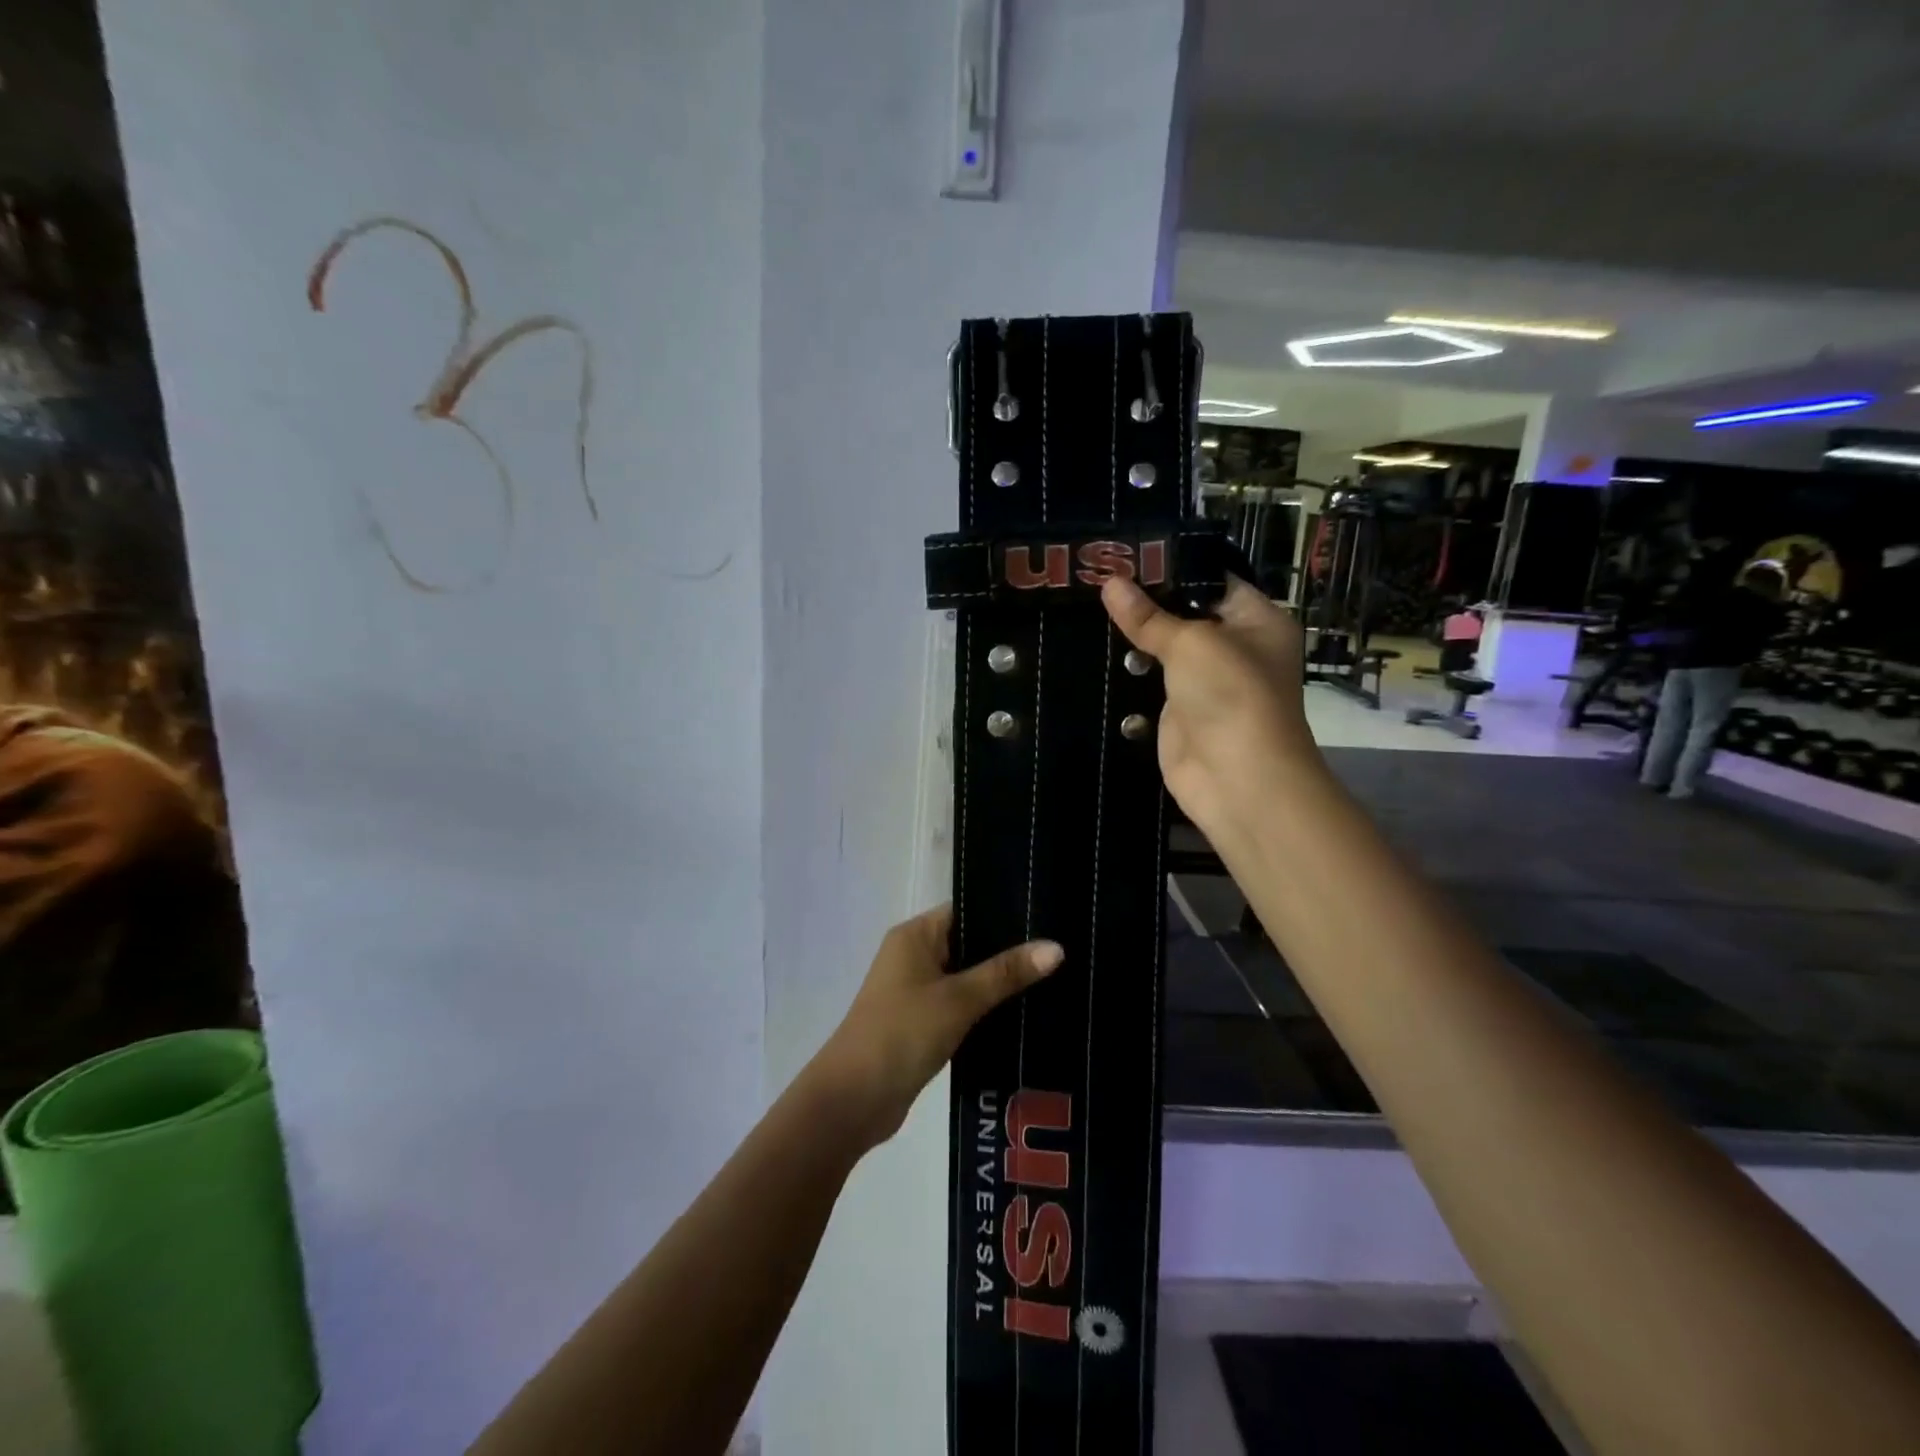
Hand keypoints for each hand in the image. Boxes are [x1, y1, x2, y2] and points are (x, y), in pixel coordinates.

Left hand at [807, 906, 1062, 1151]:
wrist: (853, 1100)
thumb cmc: (902, 1034)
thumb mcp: (959, 1000)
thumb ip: (1006, 973)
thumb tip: (1056, 947)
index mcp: (915, 935)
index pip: (967, 909)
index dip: (1006, 912)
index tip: (1049, 917)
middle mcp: (914, 954)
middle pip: (970, 942)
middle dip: (1010, 950)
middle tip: (1062, 951)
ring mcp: (916, 990)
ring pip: (968, 976)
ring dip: (1000, 982)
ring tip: (1055, 979)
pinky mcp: (922, 1022)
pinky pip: (961, 1004)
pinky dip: (986, 1008)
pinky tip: (1024, 1014)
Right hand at [1101, 574, 1321, 836]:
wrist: (1237, 779)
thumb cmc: (1231, 695)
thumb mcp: (1191, 643)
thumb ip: (1149, 616)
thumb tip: (1110, 582)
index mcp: (1256, 620)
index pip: (1213, 579)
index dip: (1173, 565)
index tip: (1127, 552)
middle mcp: (1234, 647)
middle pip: (1185, 613)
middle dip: (1146, 600)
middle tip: (1096, 575)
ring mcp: (1205, 682)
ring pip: (1163, 650)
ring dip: (1132, 638)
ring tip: (1085, 605)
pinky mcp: (1178, 712)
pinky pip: (1148, 683)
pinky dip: (1126, 673)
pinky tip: (1091, 649)